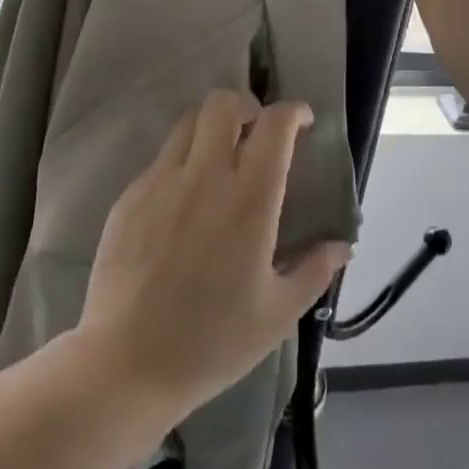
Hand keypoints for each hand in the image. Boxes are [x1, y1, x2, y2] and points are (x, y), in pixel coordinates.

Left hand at [77, 90, 349, 419]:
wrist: (125, 365)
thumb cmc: (211, 342)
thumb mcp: (277, 315)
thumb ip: (314, 272)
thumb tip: (342, 247)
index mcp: (249, 199)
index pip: (275, 125)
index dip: (293, 112)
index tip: (301, 121)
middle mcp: (205, 176)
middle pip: (224, 103)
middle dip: (246, 105)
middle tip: (255, 132)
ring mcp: (162, 181)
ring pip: (189, 122)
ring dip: (211, 127)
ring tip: (219, 157)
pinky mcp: (130, 196)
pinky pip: (162, 159)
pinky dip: (181, 162)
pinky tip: (184, 201)